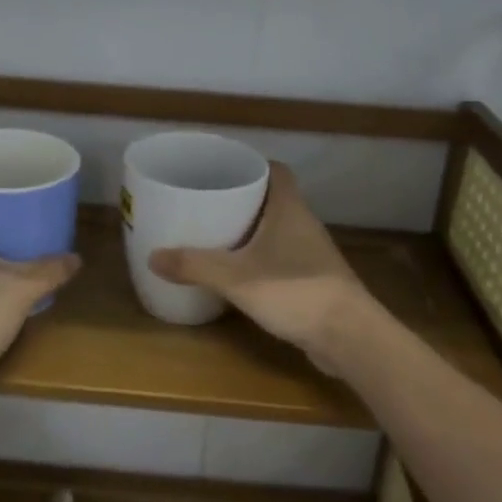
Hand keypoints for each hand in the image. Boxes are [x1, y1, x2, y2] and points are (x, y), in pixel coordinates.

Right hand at [148, 163, 374, 373]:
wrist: (349, 336)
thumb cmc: (295, 292)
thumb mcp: (236, 278)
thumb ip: (195, 266)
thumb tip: (152, 256)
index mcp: (290, 209)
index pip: (276, 171)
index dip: (252, 165)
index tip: (223, 169)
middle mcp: (304, 224)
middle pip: (274, 199)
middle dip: (243, 199)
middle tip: (208, 202)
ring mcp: (312, 253)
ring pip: (278, 229)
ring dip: (252, 230)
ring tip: (216, 235)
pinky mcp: (314, 280)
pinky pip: (282, 257)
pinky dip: (261, 258)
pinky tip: (240, 273)